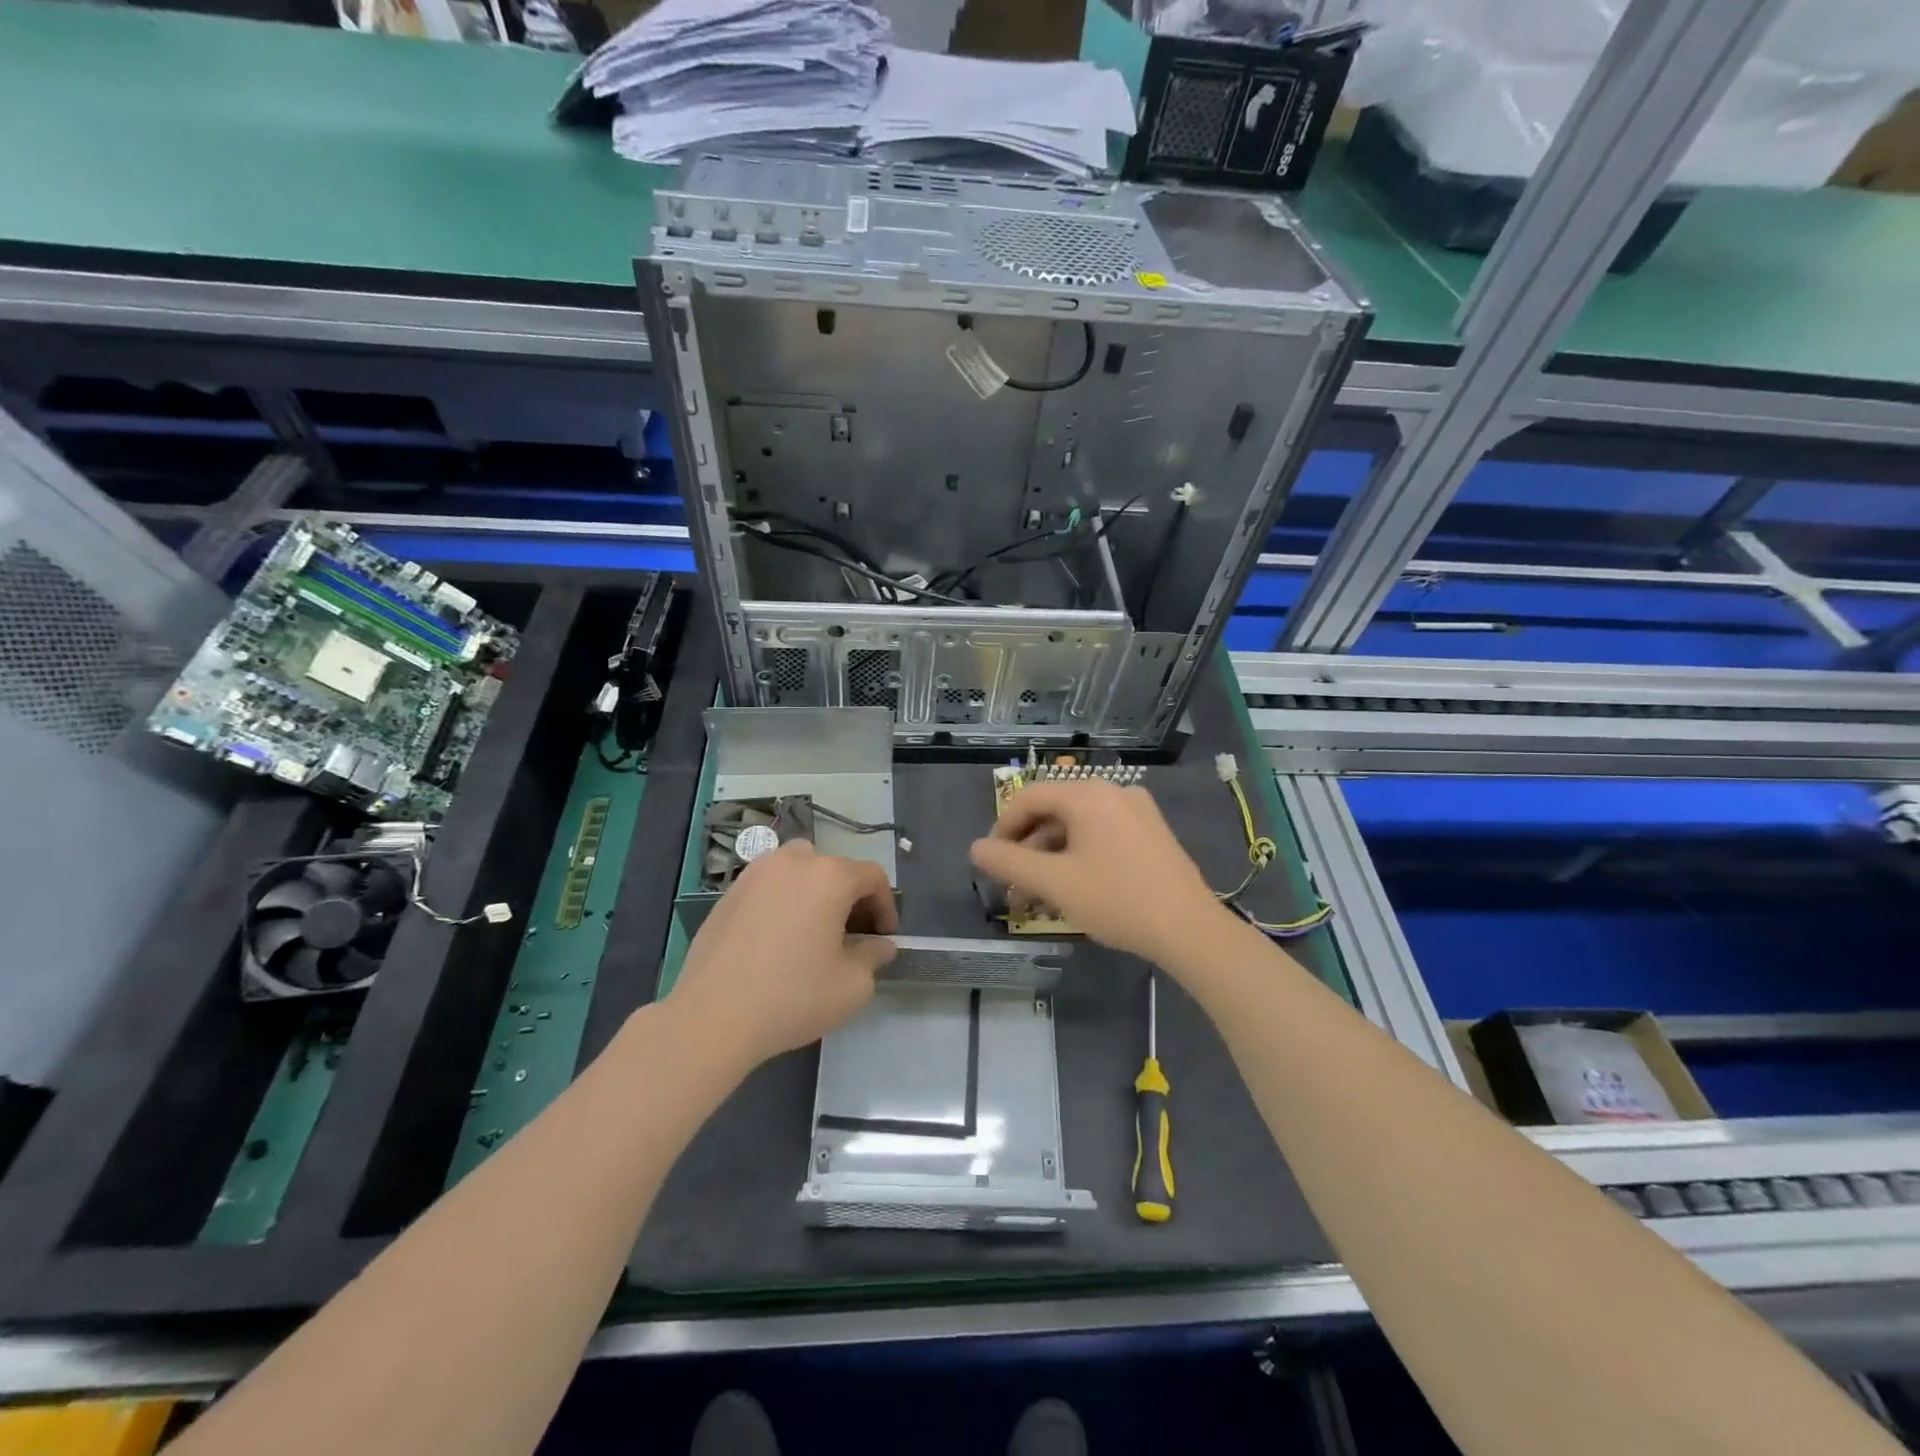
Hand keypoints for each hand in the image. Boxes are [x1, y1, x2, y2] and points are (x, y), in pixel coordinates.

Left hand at [667, 841, 897, 1071]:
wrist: (712, 1016)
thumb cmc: (793, 996)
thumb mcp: (852, 986)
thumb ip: (874, 957)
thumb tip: (879, 945)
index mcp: (830, 875)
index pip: (873, 877)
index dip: (886, 906)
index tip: (883, 939)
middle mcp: (793, 862)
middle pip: (835, 869)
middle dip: (850, 899)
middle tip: (851, 936)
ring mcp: (755, 874)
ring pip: (799, 871)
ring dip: (815, 894)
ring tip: (813, 933)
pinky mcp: (728, 893)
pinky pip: (769, 887)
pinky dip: (783, 903)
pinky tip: (777, 941)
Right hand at [969, 781, 1224, 965]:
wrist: (1189, 929)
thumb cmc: (1116, 900)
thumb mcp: (1054, 883)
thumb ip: (1009, 863)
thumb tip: (976, 849)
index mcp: (1088, 794)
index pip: (1029, 797)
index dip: (1002, 827)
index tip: (991, 861)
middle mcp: (1113, 792)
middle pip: (1054, 812)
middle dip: (1028, 851)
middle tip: (1012, 888)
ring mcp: (1137, 811)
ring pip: (1078, 827)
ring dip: (1051, 858)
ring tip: (1038, 898)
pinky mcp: (1151, 833)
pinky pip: (1102, 835)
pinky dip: (1079, 857)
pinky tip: (1072, 890)